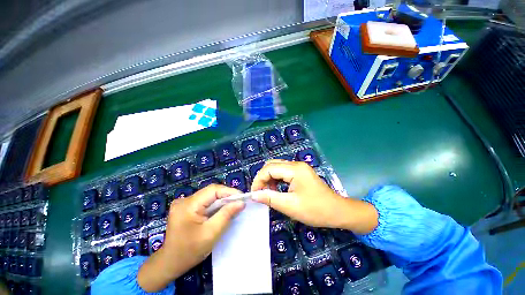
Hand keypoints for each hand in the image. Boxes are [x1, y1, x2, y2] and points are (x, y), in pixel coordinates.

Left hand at [138, 184, 244, 291]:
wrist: (169, 263)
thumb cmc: (189, 252)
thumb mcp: (211, 233)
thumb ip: (226, 215)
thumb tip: (241, 202)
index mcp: (188, 205)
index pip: (213, 190)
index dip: (230, 191)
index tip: (242, 198)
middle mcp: (184, 200)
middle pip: (211, 192)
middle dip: (227, 196)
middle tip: (239, 202)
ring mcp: (183, 203)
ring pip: (208, 196)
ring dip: (221, 200)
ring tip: (233, 206)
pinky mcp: (186, 207)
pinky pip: (204, 201)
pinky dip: (214, 204)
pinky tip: (220, 210)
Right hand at [251, 159, 377, 232]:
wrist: (337, 212)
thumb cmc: (316, 210)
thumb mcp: (290, 206)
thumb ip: (270, 198)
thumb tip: (254, 195)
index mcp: (294, 169)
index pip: (269, 168)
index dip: (258, 180)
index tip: (254, 193)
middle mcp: (296, 164)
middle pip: (272, 165)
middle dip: (263, 178)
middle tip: (260, 193)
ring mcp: (299, 167)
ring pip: (277, 168)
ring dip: (269, 178)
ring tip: (268, 192)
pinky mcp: (300, 172)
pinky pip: (283, 172)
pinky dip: (276, 180)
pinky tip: (276, 190)